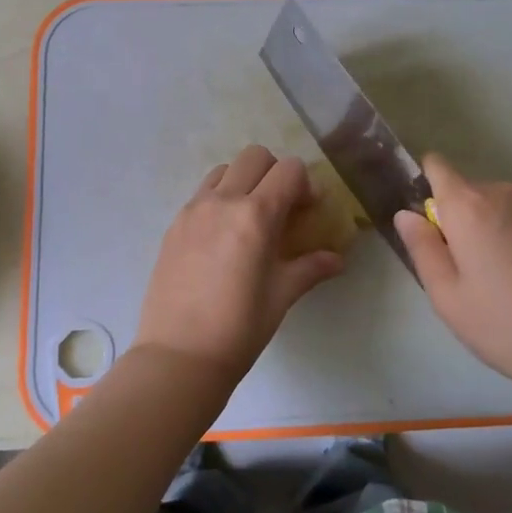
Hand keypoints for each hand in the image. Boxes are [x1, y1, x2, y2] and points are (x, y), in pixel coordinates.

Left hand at [134, 145, 343, 384]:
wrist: (179, 355)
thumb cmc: (240, 328)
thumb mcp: (282, 295)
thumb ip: (310, 267)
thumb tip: (337, 259)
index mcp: (255, 215)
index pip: (289, 170)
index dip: (305, 184)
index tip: (307, 211)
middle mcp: (222, 201)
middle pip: (255, 156)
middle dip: (275, 172)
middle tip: (281, 208)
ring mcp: (193, 210)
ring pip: (224, 170)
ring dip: (243, 181)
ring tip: (249, 218)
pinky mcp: (174, 224)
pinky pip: (201, 194)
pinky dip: (219, 199)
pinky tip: (222, 237)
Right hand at [395, 153, 511, 403]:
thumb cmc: (504, 324)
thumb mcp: (447, 295)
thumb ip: (421, 247)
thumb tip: (406, 214)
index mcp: (468, 205)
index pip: (436, 165)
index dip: (423, 186)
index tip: (424, 225)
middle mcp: (501, 192)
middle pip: (461, 190)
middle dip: (452, 219)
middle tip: (457, 270)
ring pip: (488, 205)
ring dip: (480, 228)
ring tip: (490, 279)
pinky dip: (504, 235)